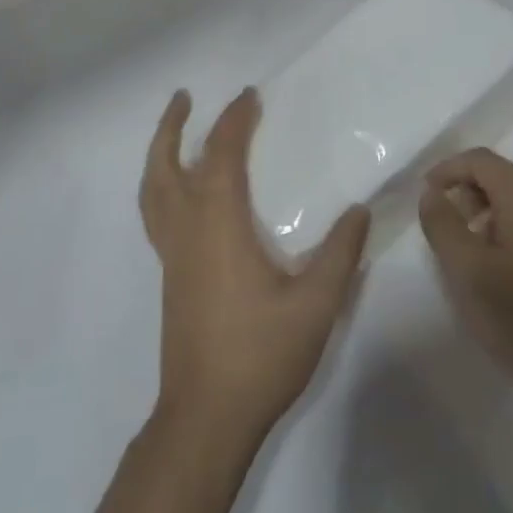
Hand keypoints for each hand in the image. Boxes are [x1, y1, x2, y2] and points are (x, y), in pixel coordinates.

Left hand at [140, 88, 370, 444]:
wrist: (205, 417)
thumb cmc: (260, 355)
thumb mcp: (315, 305)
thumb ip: (339, 254)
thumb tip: (359, 209)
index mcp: (218, 224)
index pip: (221, 155)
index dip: (234, 121)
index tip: (250, 96)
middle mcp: (187, 229)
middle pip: (166, 165)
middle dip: (173, 126)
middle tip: (184, 97)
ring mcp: (172, 254)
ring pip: (153, 190)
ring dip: (159, 154)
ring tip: (172, 132)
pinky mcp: (170, 276)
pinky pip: (157, 213)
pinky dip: (162, 185)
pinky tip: (184, 194)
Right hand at [418, 149, 512, 414]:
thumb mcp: (468, 273)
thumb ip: (443, 224)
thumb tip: (433, 193)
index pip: (480, 160)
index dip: (447, 171)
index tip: (426, 198)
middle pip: (504, 178)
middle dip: (469, 196)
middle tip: (448, 233)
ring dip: (492, 218)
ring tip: (476, 261)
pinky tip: (510, 279)